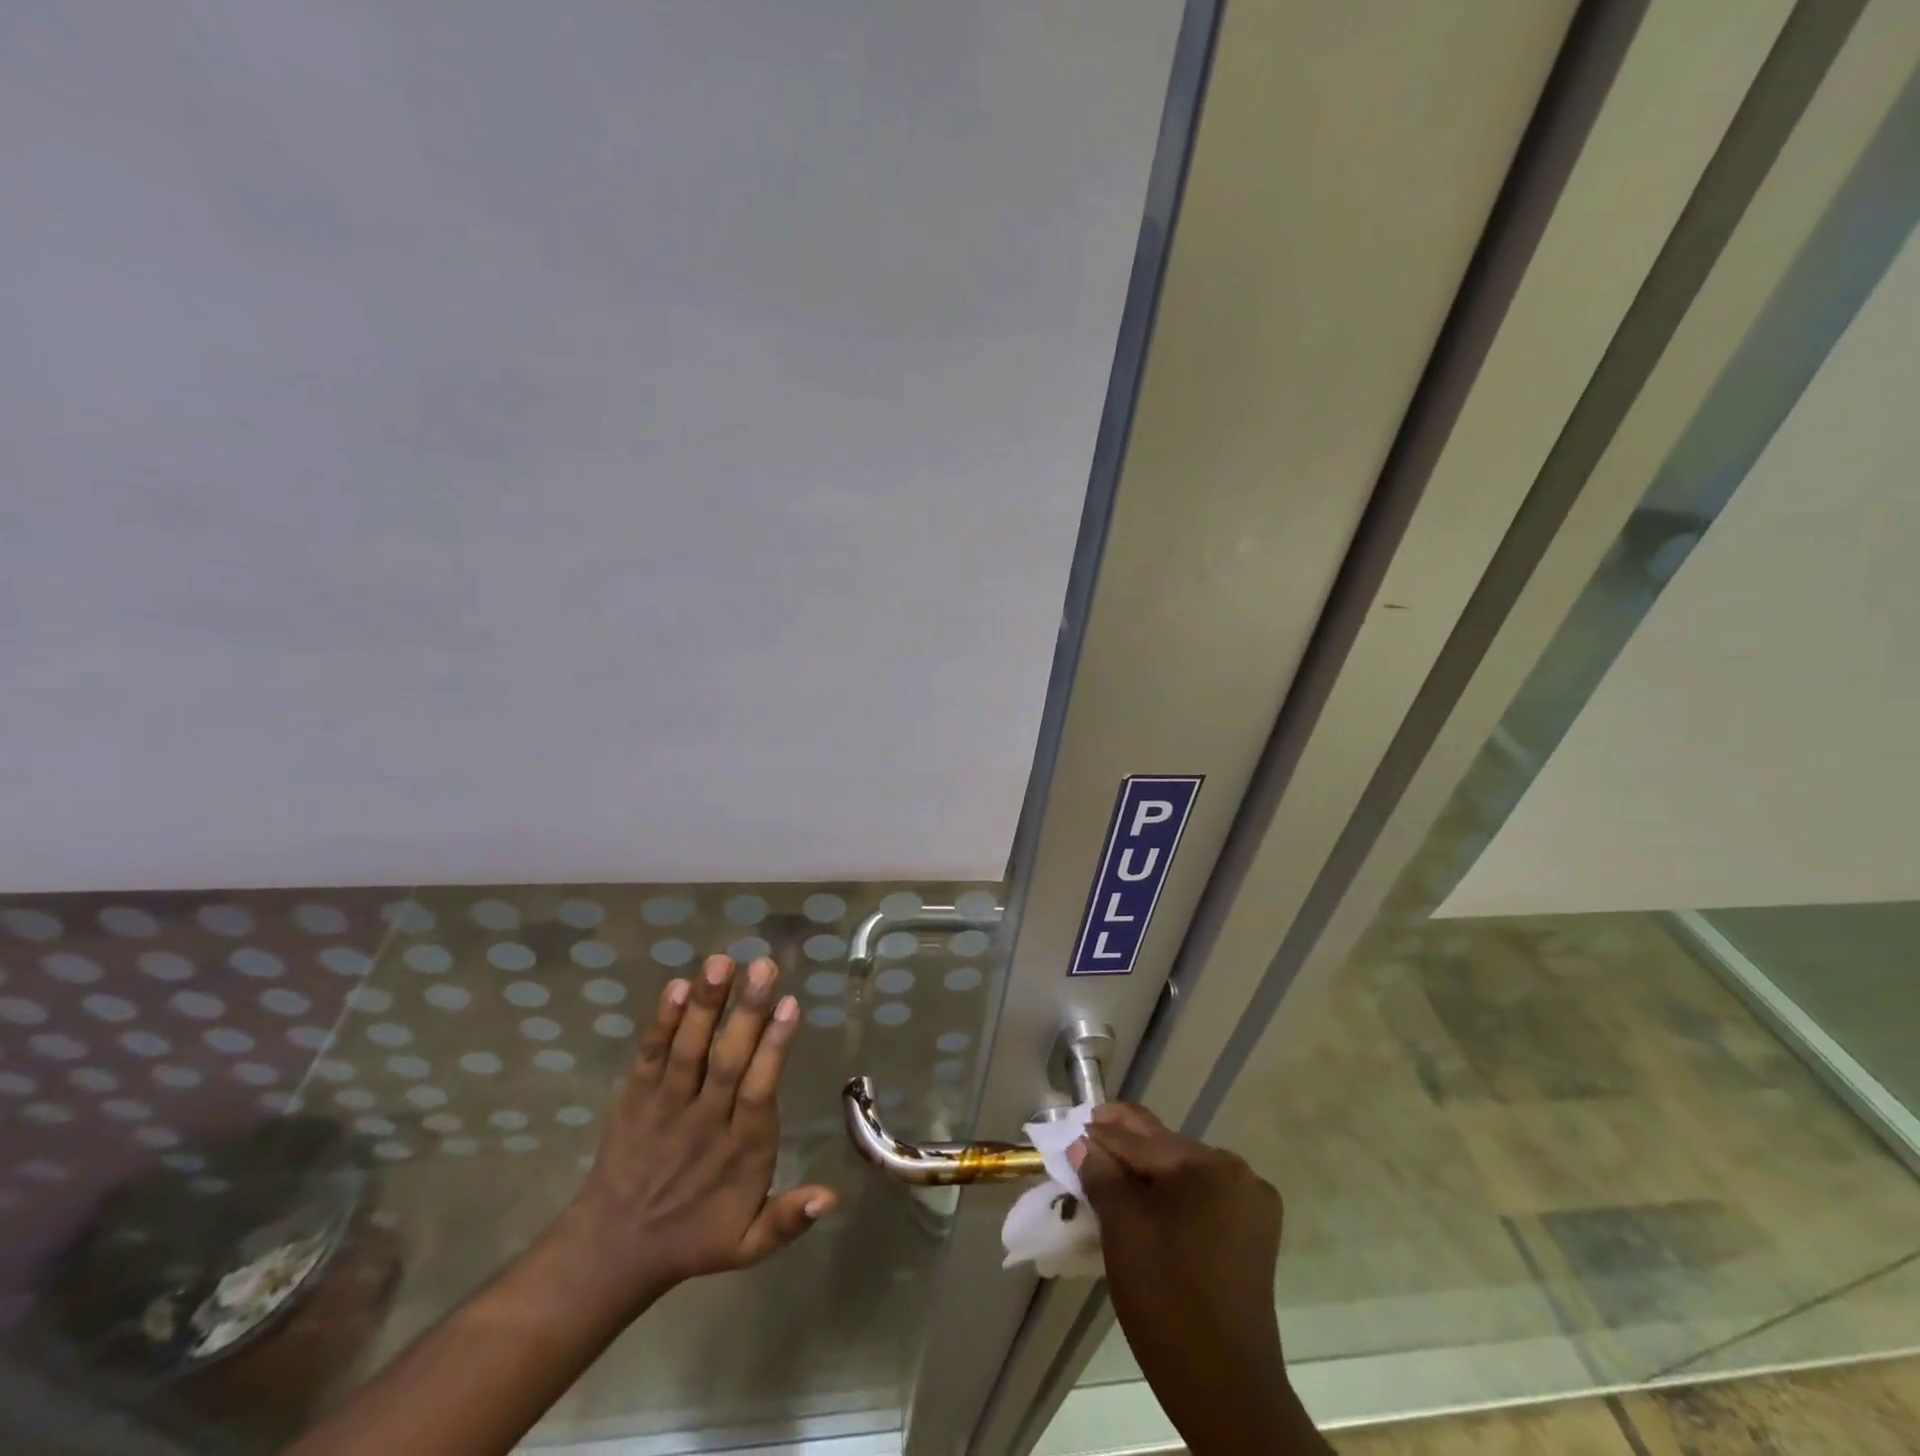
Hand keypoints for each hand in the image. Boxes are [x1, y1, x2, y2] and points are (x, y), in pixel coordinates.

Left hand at [561, 954, 836, 1306]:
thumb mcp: (747, 1245)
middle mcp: (703, 1122)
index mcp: (739, 1151)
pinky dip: (661, 1022)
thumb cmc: (694, 1236)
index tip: (790, 1004)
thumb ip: (789, 1219)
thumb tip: (834, 1197)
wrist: (612, 1249)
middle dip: (745, 1011)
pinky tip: (676, 986)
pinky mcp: (634, 1098)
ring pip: (688, 1051)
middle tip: (764, 965)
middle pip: (726, 1062)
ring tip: (722, 961)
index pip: (759, 1091)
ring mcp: (665, 1107)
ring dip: (705, 1005)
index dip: (774, 1048)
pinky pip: (649, 1056)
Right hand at [1075, 1104, 1324, 1453]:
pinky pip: (1201, 1200)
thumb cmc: (1167, 1298)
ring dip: (1147, 1173)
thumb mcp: (1122, 1228)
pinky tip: (1144, 1202)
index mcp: (1210, 1165)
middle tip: (1088, 1136)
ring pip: (1184, 1175)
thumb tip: (1084, 1143)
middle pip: (1167, 1151)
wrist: (1225, 1390)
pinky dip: (1171, 1197)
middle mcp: (1238, 1174)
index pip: (1142, 1140)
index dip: (1102, 1134)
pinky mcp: (1252, 1236)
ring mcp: (1251, 1206)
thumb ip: (1101, 1175)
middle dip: (1126, 1148)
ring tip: (1108, 1171)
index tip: (1073, 1127)